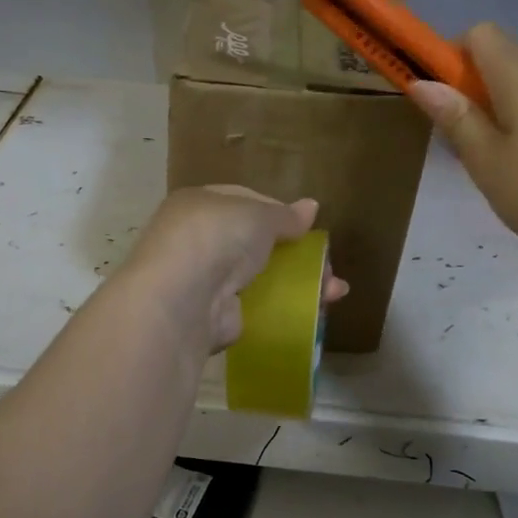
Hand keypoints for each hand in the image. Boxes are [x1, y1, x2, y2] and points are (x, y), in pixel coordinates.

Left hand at [122, 185, 347, 350]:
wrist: (183, 299)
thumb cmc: (217, 237)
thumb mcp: (258, 215)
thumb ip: (285, 215)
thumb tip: (311, 207)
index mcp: (198, 204)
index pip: (242, 201)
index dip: (276, 212)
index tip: (306, 226)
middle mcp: (197, 240)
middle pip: (253, 242)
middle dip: (294, 253)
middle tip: (327, 264)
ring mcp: (205, 280)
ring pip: (259, 276)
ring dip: (298, 283)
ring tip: (334, 291)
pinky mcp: (215, 315)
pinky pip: (256, 306)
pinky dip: (283, 309)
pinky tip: (315, 312)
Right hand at [407, 23, 517, 288]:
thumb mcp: (486, 160)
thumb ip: (456, 117)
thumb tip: (423, 82)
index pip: (479, 34)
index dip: (451, 57)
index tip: (441, 98)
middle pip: (502, 56)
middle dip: (472, 87)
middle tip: (462, 139)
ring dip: (499, 106)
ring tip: (495, 159)